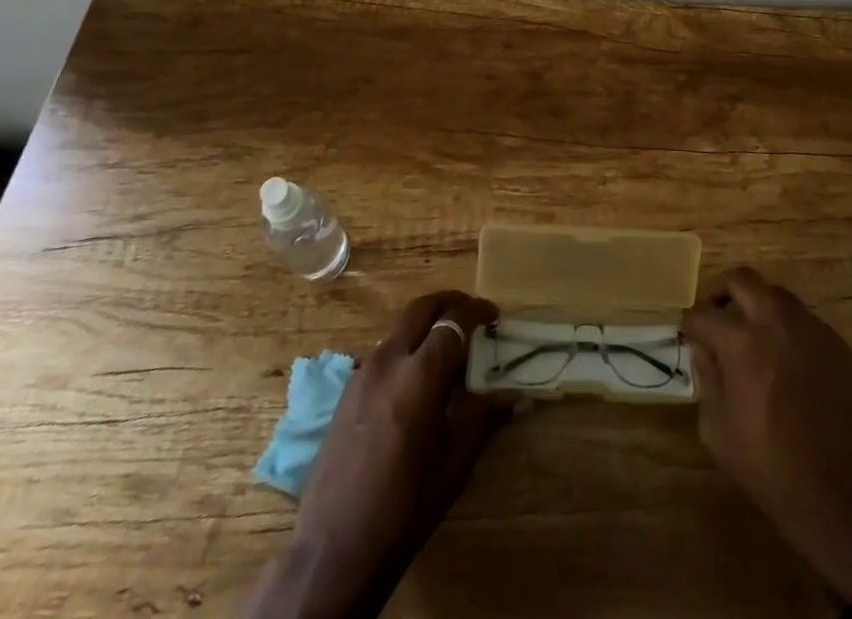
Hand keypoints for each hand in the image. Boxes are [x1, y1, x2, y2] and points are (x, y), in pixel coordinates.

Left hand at [248, 291, 514, 618]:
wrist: (334, 549)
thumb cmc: (405, 506)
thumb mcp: (454, 463)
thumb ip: (484, 418)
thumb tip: (516, 396)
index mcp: (420, 375)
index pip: (454, 322)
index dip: (477, 312)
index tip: (494, 316)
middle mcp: (389, 360)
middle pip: (421, 308)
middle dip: (449, 302)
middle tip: (470, 313)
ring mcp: (362, 373)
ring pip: (399, 327)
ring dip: (425, 324)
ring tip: (446, 345)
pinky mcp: (346, 391)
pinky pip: (382, 352)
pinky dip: (405, 347)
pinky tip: (414, 378)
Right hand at [682, 267, 851, 603]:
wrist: (840, 496)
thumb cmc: (769, 466)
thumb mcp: (717, 430)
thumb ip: (706, 378)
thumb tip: (705, 350)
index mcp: (742, 341)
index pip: (704, 312)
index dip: (691, 322)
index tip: (689, 333)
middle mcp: (777, 322)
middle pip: (743, 279)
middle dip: (721, 290)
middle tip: (716, 312)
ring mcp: (813, 330)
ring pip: (778, 296)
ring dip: (759, 307)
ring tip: (754, 336)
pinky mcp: (840, 346)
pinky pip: (807, 324)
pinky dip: (789, 333)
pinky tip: (788, 364)